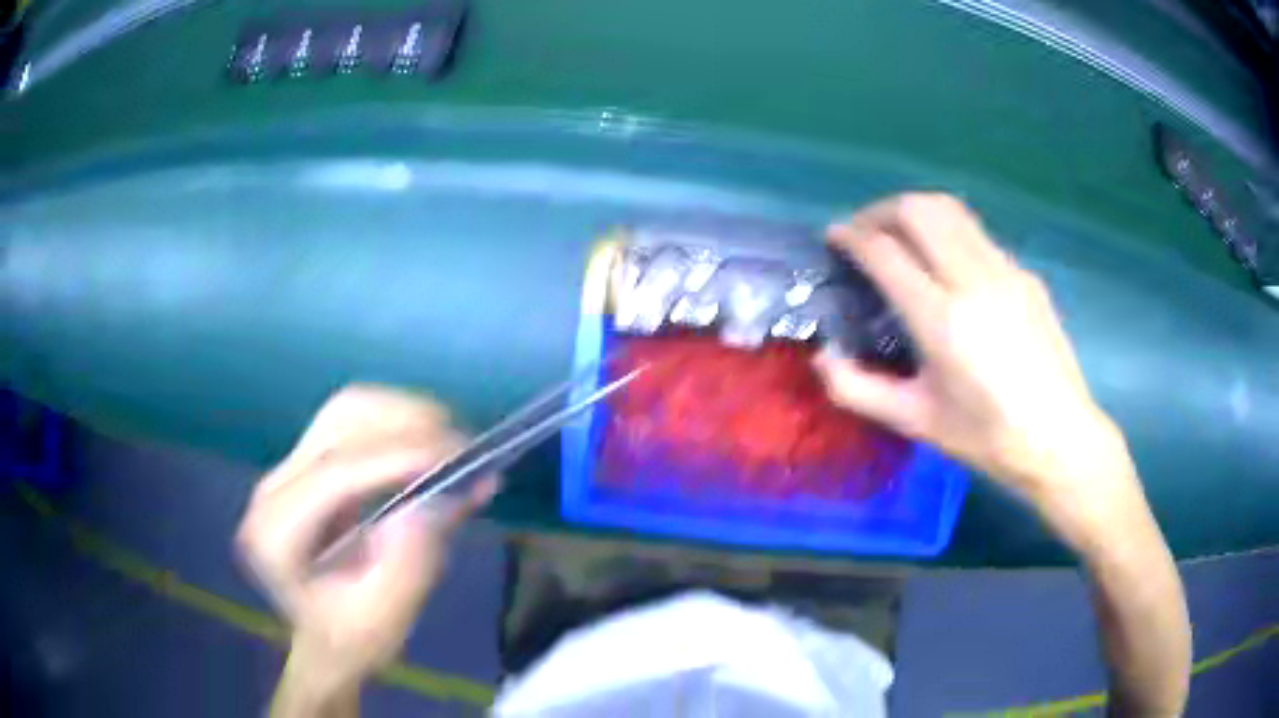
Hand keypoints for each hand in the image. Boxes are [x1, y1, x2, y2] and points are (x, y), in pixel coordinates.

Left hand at [236, 385, 495, 710]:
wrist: (327, 642)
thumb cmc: (353, 639)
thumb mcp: (385, 619)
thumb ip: (406, 567)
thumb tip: (433, 501)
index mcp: (276, 534)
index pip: (334, 473)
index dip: (397, 456)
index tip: (458, 456)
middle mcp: (273, 489)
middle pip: (338, 424)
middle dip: (405, 423)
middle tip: (465, 447)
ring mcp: (287, 471)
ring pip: (346, 410)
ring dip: (403, 415)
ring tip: (453, 440)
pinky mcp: (308, 464)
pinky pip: (353, 421)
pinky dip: (396, 421)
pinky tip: (429, 440)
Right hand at [814, 194, 1139, 538]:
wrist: (1061, 438)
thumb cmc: (988, 437)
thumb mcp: (916, 422)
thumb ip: (858, 389)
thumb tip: (824, 356)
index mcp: (942, 319)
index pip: (885, 251)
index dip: (851, 236)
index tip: (835, 239)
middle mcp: (973, 280)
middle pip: (917, 209)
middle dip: (880, 211)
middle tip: (864, 234)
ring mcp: (1005, 270)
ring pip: (950, 210)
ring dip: (915, 212)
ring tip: (900, 237)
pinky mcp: (1025, 274)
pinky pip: (976, 234)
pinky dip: (948, 234)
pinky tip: (947, 269)